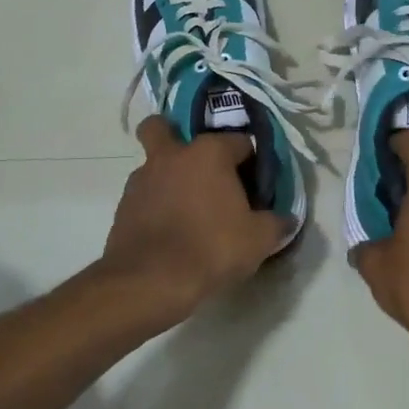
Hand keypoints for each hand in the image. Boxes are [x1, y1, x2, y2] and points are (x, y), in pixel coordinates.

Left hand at [101, 117, 292, 323]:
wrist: (150, 281)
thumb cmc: (211, 248)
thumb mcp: (259, 239)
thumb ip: (276, 223)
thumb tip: (286, 219)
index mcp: (209, 152)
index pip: (239, 141)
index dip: (250, 161)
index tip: (254, 185)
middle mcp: (172, 155)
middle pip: (163, 127)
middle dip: (174, 135)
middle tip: (196, 166)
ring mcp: (142, 179)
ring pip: (152, 163)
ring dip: (166, 176)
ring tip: (184, 208)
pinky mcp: (123, 206)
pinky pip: (142, 195)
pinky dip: (153, 204)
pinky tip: (168, 230)